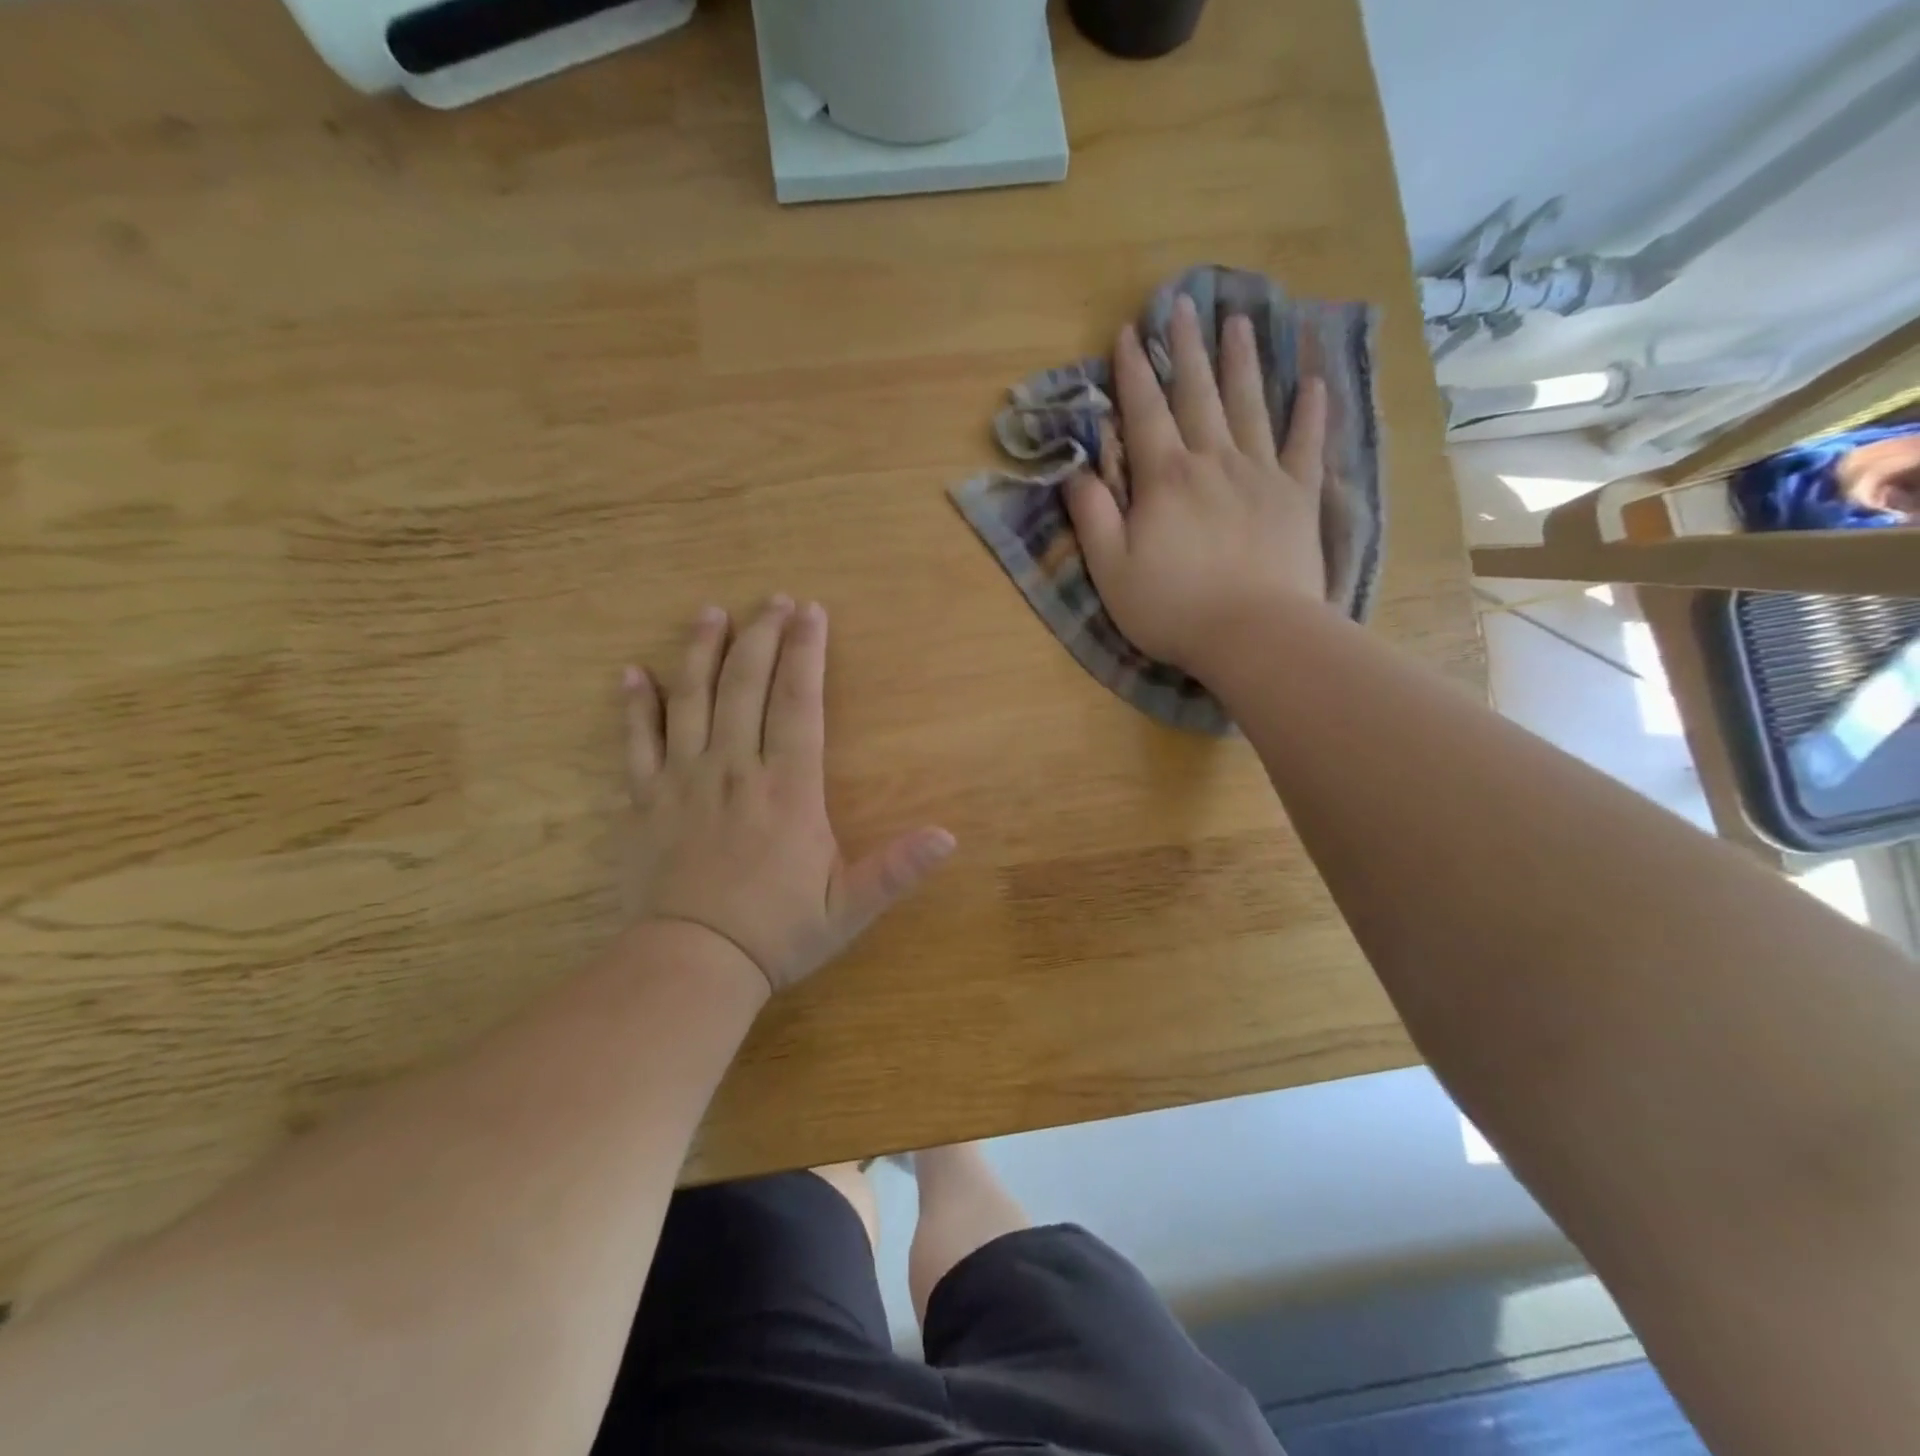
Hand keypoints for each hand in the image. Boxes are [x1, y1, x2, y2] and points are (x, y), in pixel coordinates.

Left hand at [622, 598, 954, 995]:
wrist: (691, 967)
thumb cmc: (776, 935)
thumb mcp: (848, 908)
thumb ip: (895, 869)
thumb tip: (948, 837)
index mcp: (787, 790)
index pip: (797, 703)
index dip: (806, 653)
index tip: (811, 612)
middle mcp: (734, 771)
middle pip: (745, 687)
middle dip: (761, 637)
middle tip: (772, 601)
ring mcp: (683, 782)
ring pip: (690, 701)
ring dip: (701, 653)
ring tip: (711, 614)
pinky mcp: (645, 802)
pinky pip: (636, 743)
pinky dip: (635, 706)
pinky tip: (632, 673)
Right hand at [1065, 294, 1329, 675]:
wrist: (1254, 635)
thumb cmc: (1173, 608)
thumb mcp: (1111, 570)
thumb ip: (1092, 516)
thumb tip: (1076, 470)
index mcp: (1165, 478)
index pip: (1144, 412)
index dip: (1133, 371)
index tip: (1128, 331)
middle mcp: (1213, 461)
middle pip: (1198, 394)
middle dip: (1186, 348)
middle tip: (1183, 304)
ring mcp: (1262, 475)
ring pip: (1250, 405)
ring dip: (1241, 361)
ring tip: (1238, 321)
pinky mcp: (1298, 497)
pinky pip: (1306, 444)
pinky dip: (1310, 412)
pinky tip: (1313, 382)